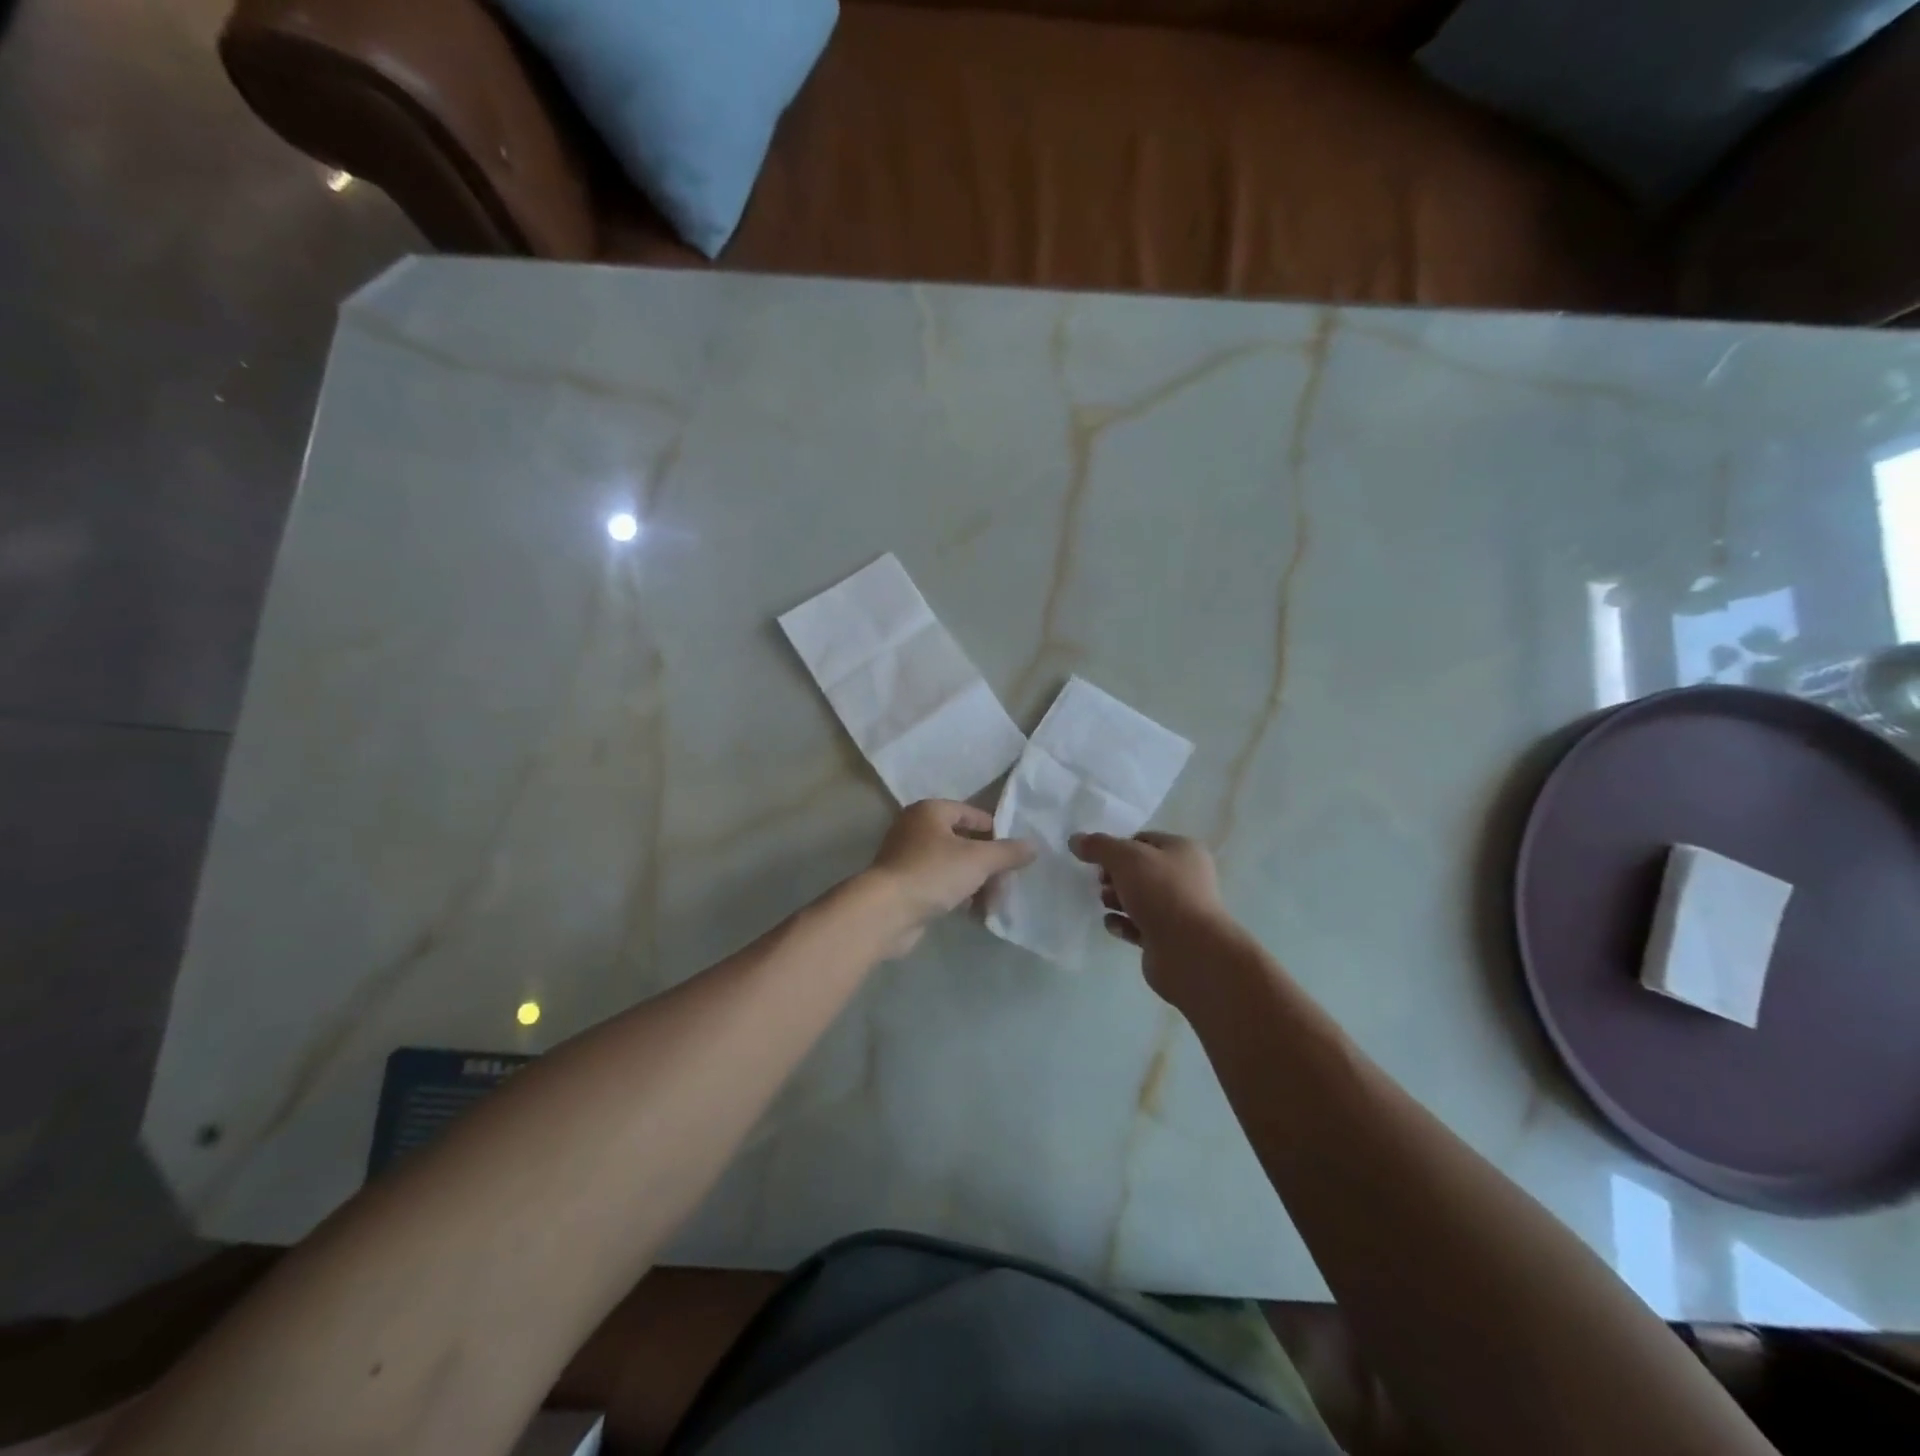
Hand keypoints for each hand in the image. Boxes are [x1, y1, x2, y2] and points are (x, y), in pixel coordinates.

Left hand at [865, 801, 1035, 956]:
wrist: (886, 912)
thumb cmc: (933, 873)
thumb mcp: (979, 860)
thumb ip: (1008, 852)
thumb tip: (1033, 846)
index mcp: (931, 811)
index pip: (972, 814)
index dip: (996, 833)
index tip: (1014, 856)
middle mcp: (916, 828)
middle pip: (964, 842)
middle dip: (988, 866)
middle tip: (1004, 887)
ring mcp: (907, 857)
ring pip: (953, 866)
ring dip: (975, 884)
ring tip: (990, 906)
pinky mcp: (904, 885)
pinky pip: (940, 884)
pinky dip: (957, 895)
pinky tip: (972, 912)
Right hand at [1070, 831, 1236, 1001]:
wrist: (1188, 950)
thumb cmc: (1161, 892)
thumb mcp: (1125, 858)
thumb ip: (1098, 846)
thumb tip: (1075, 839)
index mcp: (1183, 850)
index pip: (1143, 840)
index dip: (1117, 847)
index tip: (1097, 859)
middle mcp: (1184, 877)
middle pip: (1139, 870)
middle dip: (1114, 876)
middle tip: (1101, 883)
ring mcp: (1177, 909)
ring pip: (1138, 898)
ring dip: (1116, 899)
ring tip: (1105, 904)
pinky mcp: (1167, 937)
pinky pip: (1138, 925)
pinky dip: (1123, 924)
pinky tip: (1113, 926)